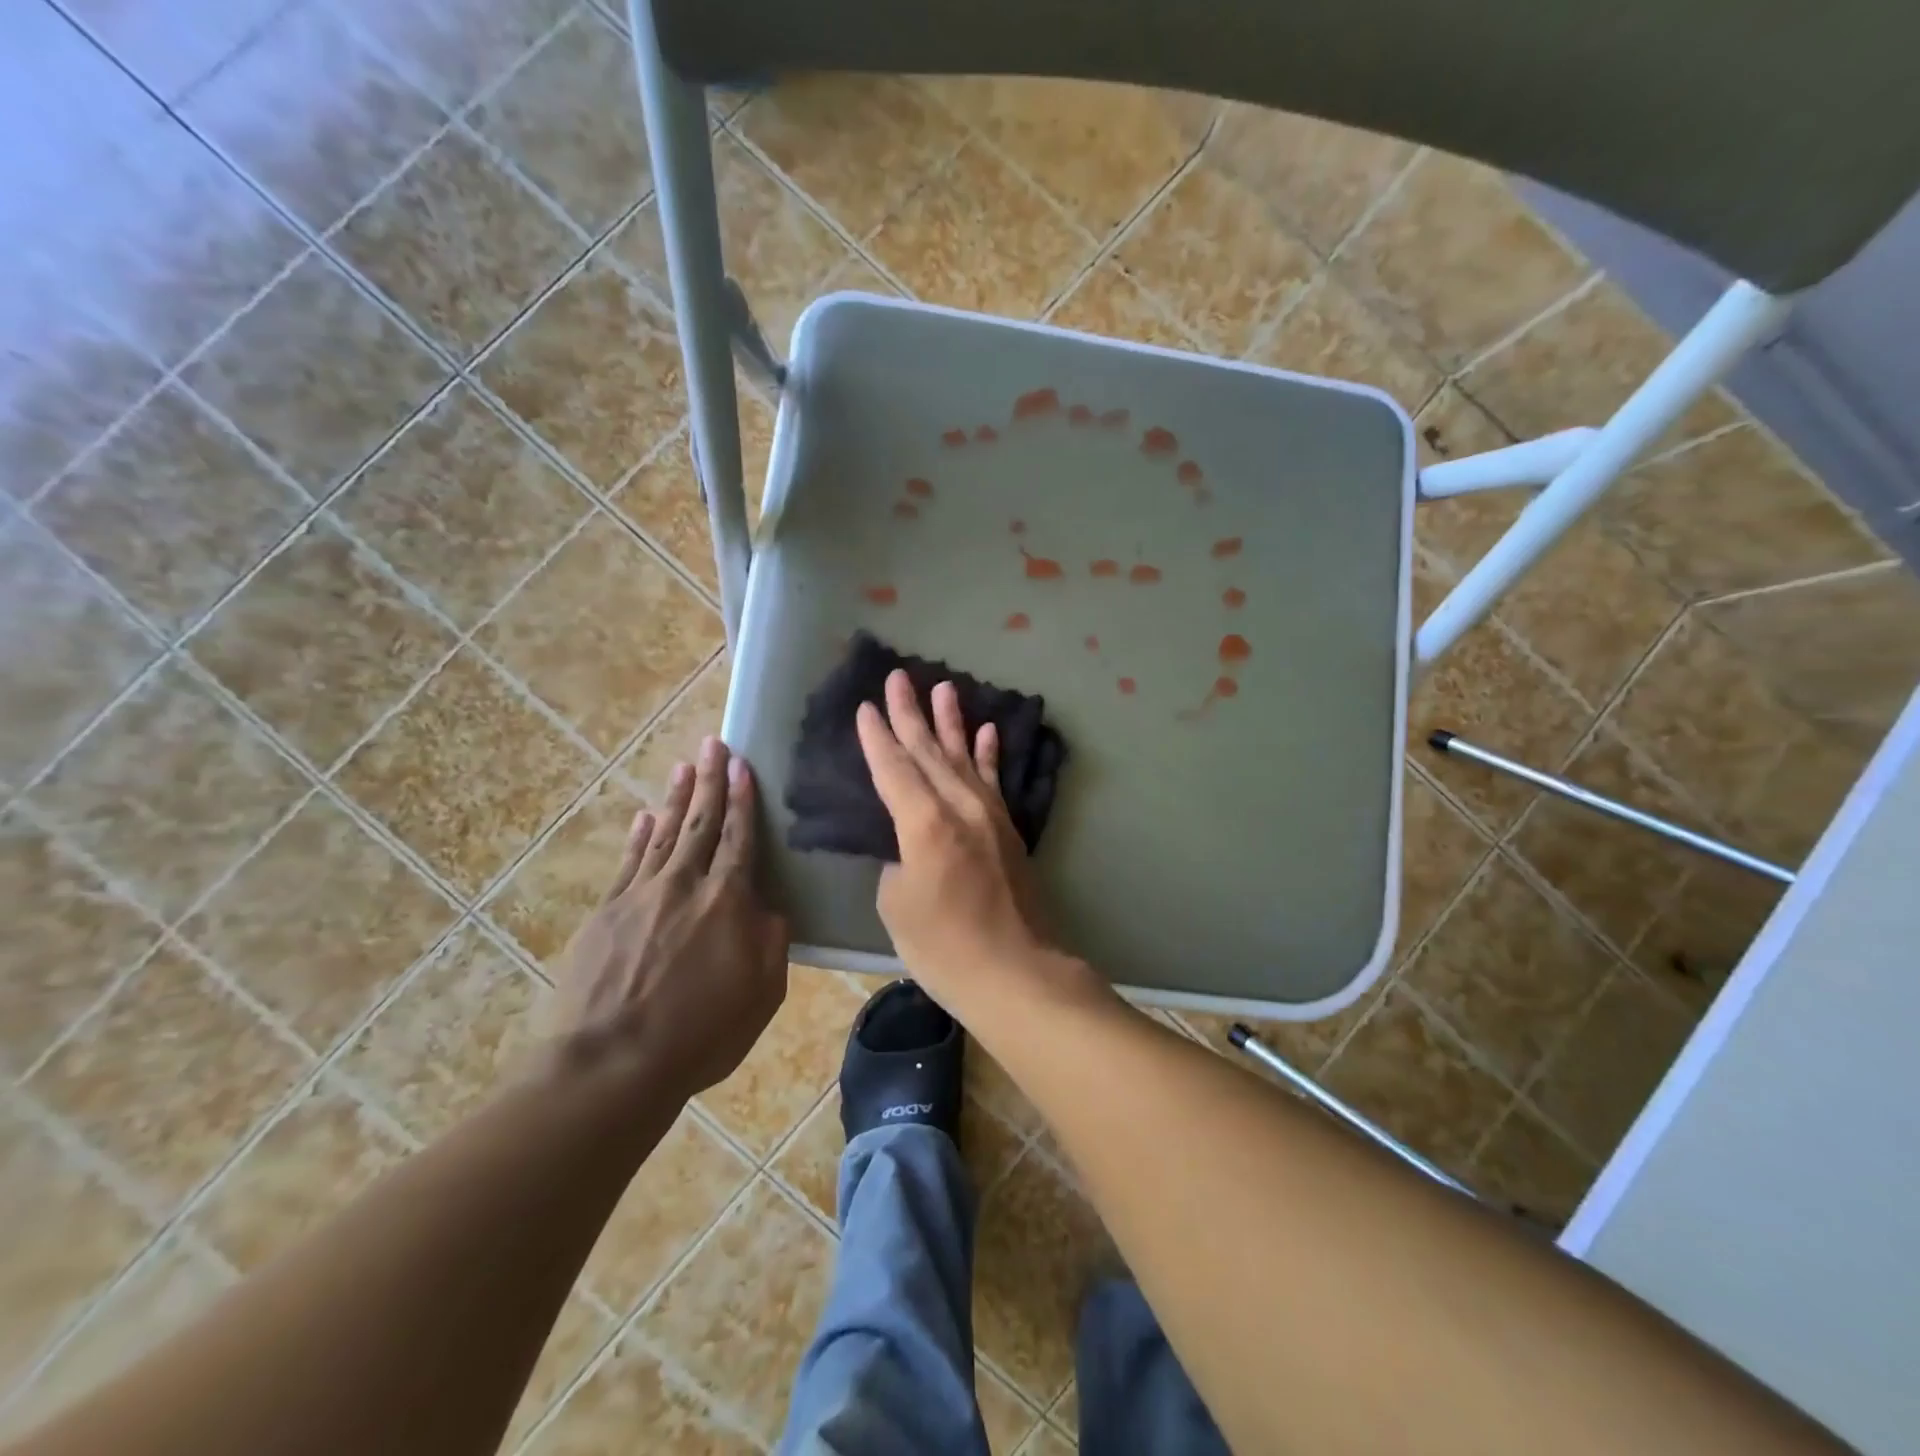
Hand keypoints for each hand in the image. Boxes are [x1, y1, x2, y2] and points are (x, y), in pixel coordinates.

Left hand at [551, 737, 788, 1099]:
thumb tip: (769, 907)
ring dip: (676, 798)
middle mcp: (685, 884)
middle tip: (714, 743)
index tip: (743, 766)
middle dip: (710, 780)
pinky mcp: (606, 913)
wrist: (611, 1063)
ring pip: (664, 834)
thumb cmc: (700, 1033)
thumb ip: (771, 942)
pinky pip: (628, 863)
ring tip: (685, 766)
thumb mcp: (762, 993)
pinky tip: (646, 817)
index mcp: (728, 901)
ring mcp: (640, 895)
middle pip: (701, 822)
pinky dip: (639, 836)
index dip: (743, 800)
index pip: (739, 838)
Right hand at [856, 670, 1088, 1015]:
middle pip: (929, 751)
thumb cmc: (944, 947)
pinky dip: (990, 755)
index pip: (894, 769)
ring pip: (964, 757)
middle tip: (899, 676)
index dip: (877, 738)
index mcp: (924, 824)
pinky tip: (987, 731)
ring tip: (943, 687)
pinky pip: (994, 782)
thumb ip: (897, 862)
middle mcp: (959, 807)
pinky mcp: (1009, 830)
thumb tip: (908, 847)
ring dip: (951, 722)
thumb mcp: (897, 904)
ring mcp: (989, 816)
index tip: (866, 706)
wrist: (1016, 973)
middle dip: (910, 713)